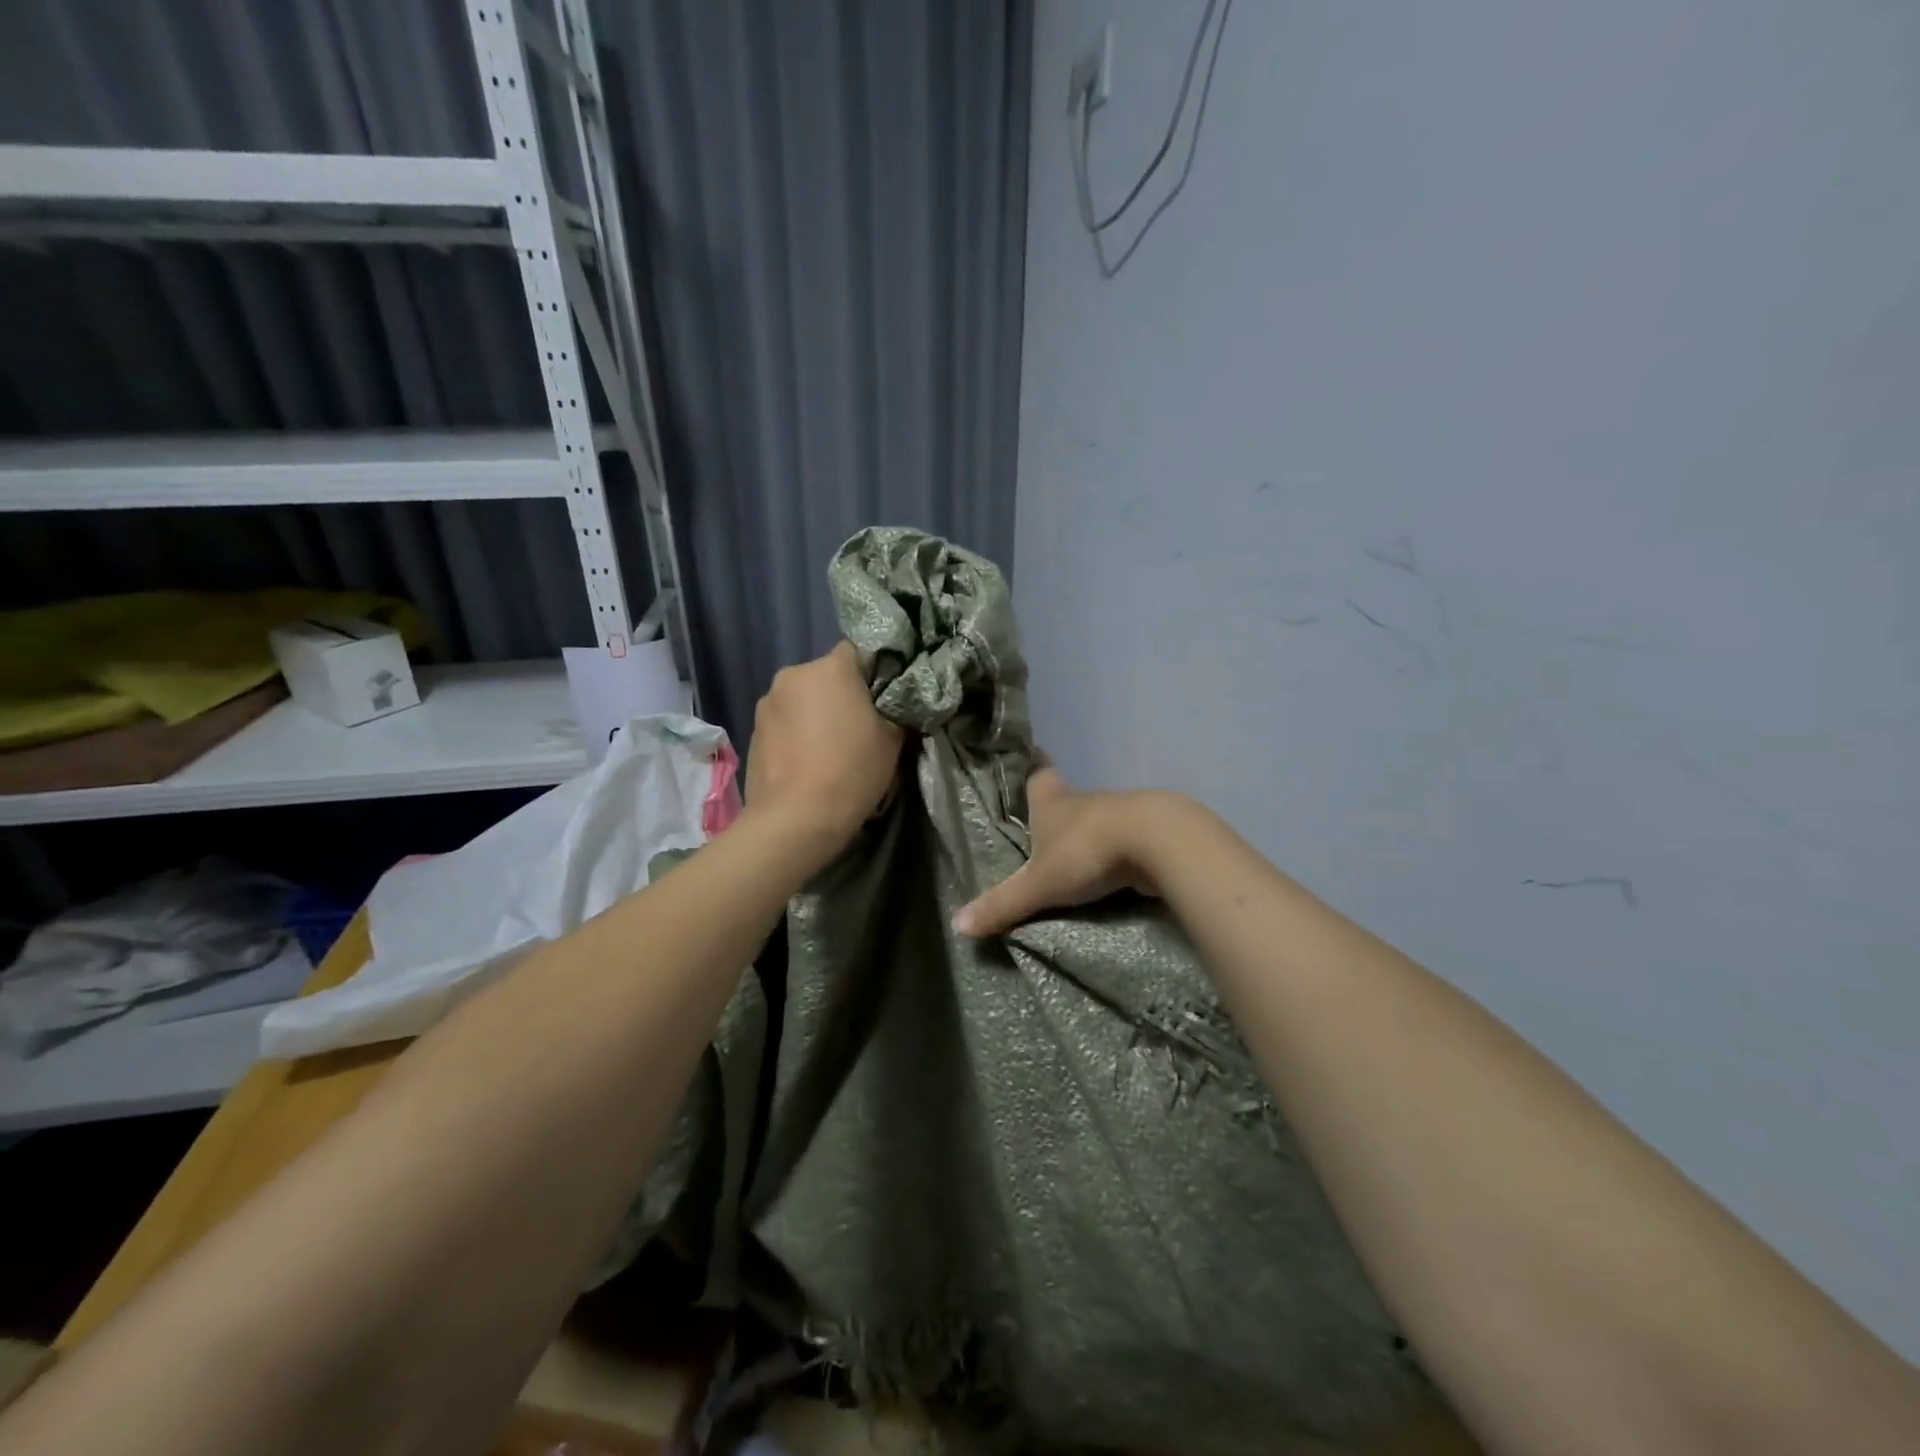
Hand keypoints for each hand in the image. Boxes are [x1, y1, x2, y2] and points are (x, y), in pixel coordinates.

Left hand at [745, 641, 903, 853]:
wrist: (795, 820)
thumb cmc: (852, 771)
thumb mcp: (893, 739)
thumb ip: (896, 709)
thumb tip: (895, 703)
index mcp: (831, 668)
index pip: (858, 650)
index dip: (873, 672)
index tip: (883, 698)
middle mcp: (793, 674)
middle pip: (826, 675)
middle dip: (841, 694)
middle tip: (859, 726)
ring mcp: (767, 702)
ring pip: (802, 698)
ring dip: (815, 714)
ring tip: (829, 749)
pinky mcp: (753, 730)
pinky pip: (784, 722)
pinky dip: (796, 733)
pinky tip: (806, 762)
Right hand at [952, 768, 1178, 936]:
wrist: (1157, 842)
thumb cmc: (1086, 851)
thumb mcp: (1039, 884)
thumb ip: (1003, 904)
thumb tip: (958, 925)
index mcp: (1052, 800)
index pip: (1038, 774)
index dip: (1032, 768)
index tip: (1030, 758)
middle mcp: (1084, 799)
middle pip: (1067, 798)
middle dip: (1057, 813)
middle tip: (1042, 829)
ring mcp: (1120, 811)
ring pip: (1098, 818)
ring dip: (1089, 835)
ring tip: (1076, 858)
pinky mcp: (1149, 830)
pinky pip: (1125, 839)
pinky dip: (1118, 852)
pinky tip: (1113, 871)